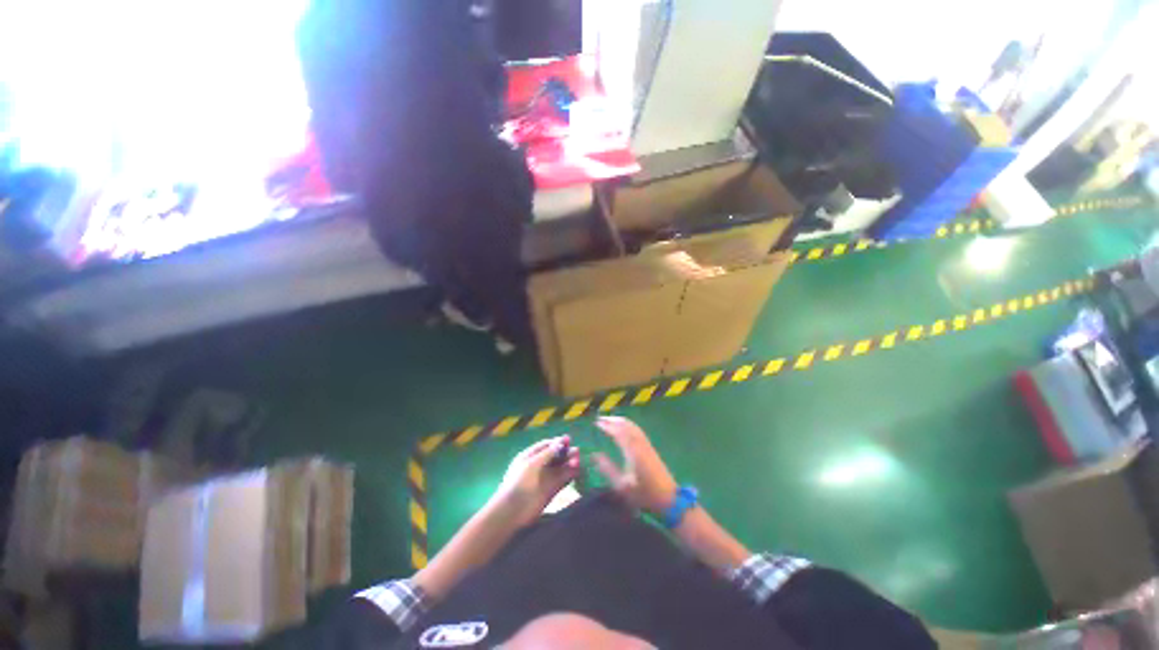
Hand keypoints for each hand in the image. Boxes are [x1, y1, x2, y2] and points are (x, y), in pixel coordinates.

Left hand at [491, 435, 580, 527]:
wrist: (513, 511)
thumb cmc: (519, 482)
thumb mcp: (532, 463)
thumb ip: (547, 453)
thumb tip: (560, 441)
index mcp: (530, 456)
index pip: (546, 445)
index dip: (557, 442)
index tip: (569, 439)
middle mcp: (539, 465)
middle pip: (555, 456)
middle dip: (565, 452)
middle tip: (577, 451)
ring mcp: (545, 478)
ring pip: (560, 467)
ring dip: (569, 463)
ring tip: (578, 460)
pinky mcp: (551, 490)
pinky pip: (562, 479)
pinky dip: (570, 475)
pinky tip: (577, 471)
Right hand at [593, 416, 677, 515]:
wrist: (668, 498)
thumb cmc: (643, 494)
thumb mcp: (621, 486)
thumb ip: (607, 469)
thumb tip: (594, 455)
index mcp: (632, 452)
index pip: (618, 432)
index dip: (607, 426)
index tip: (596, 423)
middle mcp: (639, 444)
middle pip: (626, 425)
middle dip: (612, 420)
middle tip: (600, 418)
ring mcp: (646, 444)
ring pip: (632, 426)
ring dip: (620, 421)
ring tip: (609, 420)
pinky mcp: (650, 447)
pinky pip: (637, 429)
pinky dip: (628, 424)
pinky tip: (624, 427)